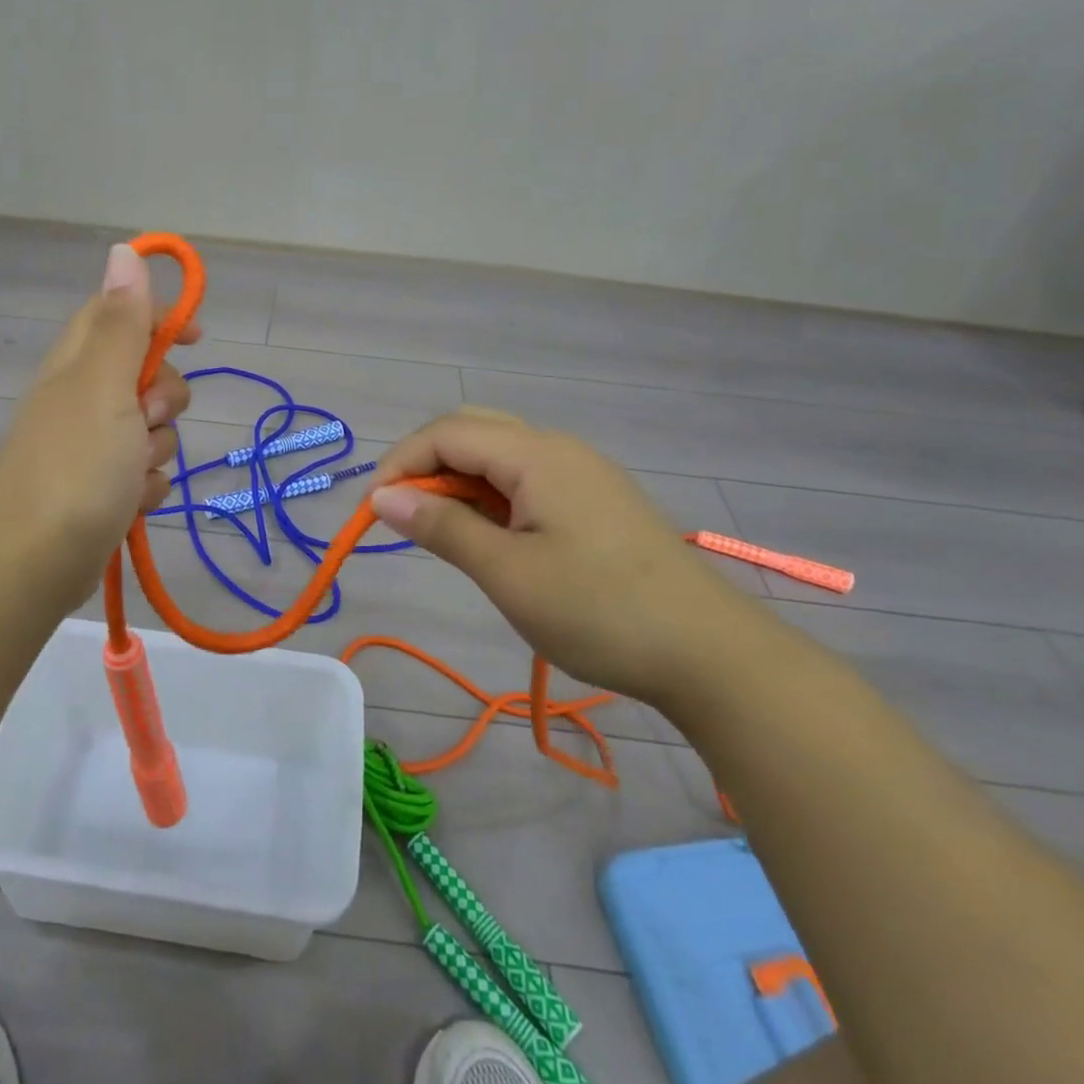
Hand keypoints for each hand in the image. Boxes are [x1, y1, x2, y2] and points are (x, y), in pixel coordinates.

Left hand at [0, 243, 197, 613]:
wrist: (37, 564)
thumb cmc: (76, 466)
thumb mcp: (104, 385)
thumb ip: (122, 323)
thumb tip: (123, 251)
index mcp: (76, 363)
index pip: (118, 313)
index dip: (158, 315)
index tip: (195, 335)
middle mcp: (81, 397)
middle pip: (146, 374)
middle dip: (164, 397)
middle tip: (146, 419)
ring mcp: (90, 444)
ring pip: (152, 427)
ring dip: (158, 448)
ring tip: (134, 473)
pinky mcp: (101, 486)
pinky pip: (145, 471)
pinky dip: (147, 485)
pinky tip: (132, 502)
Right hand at [368, 408, 762, 705]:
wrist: (710, 653)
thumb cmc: (599, 611)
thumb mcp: (508, 574)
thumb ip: (442, 527)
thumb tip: (383, 497)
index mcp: (536, 455)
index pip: (447, 433)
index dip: (400, 463)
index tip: (373, 512)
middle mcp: (558, 448)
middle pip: (472, 430)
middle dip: (427, 464)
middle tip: (405, 515)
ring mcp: (582, 472)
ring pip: (499, 454)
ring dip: (459, 481)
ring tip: (443, 532)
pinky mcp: (596, 499)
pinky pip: (527, 479)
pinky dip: (491, 496)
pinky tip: (492, 536)